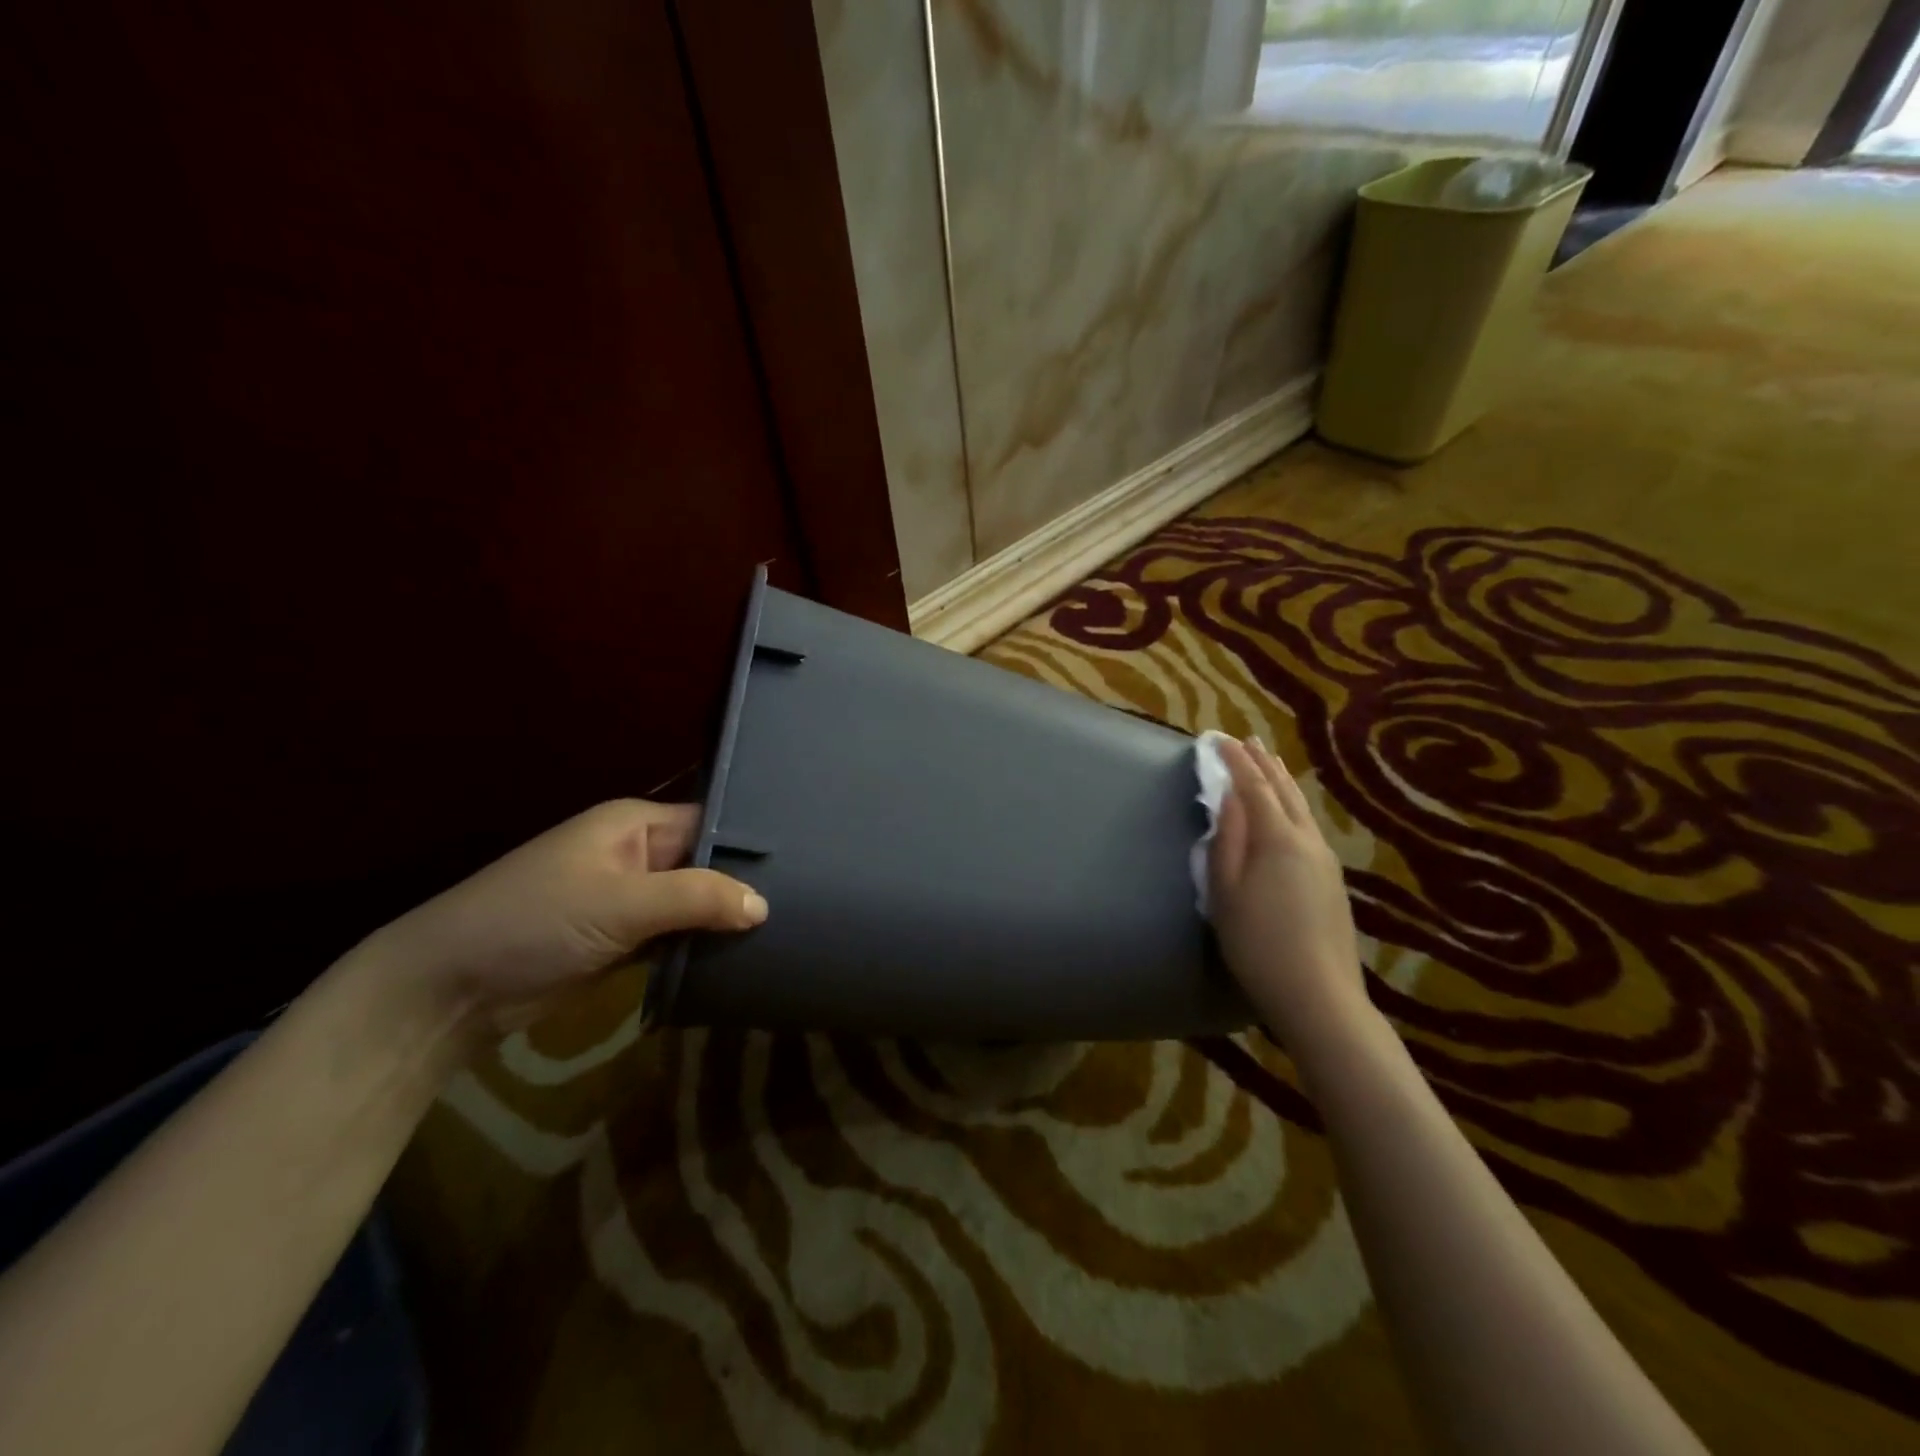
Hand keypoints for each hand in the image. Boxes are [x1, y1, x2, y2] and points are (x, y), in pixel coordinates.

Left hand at [369, 799, 765, 1031]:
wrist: (450, 989)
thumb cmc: (535, 921)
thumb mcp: (621, 903)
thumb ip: (696, 898)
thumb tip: (763, 905)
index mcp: (635, 825)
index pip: (709, 822)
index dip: (750, 841)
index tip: (803, 861)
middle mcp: (637, 855)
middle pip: (706, 864)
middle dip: (744, 885)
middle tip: (806, 901)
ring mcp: (629, 900)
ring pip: (694, 903)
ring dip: (724, 919)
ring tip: (786, 930)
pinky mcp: (622, 941)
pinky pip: (675, 936)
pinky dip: (700, 946)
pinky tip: (742, 956)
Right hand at [1209, 737, 1369, 1048]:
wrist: (1319, 995)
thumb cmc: (1257, 943)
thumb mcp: (1225, 891)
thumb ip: (1226, 839)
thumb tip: (1228, 797)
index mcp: (1277, 838)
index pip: (1253, 786)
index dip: (1235, 760)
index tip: (1218, 738)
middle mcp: (1307, 839)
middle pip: (1284, 790)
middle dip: (1263, 762)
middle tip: (1247, 740)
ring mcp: (1326, 859)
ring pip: (1301, 807)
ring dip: (1281, 781)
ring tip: (1269, 764)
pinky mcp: (1333, 880)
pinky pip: (1308, 825)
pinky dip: (1292, 805)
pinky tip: (1289, 811)